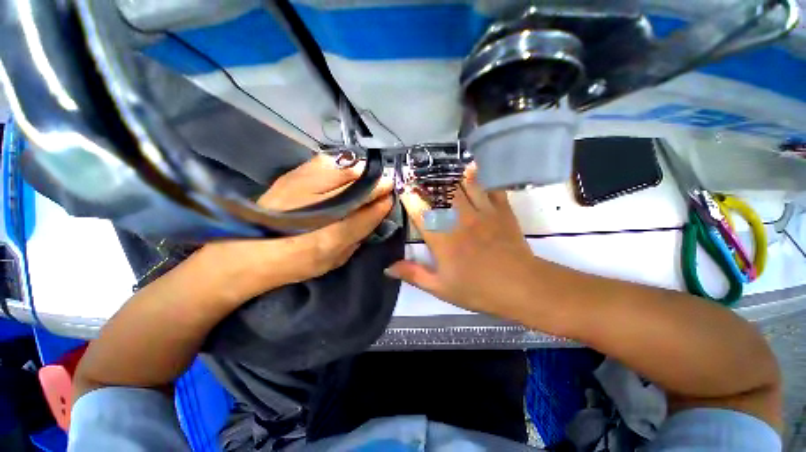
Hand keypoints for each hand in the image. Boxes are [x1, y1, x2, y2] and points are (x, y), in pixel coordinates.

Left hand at [196, 155, 392, 303]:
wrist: (244, 254)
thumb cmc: (294, 264)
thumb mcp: (333, 261)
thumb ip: (357, 239)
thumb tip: (374, 216)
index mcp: (330, 238)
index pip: (368, 214)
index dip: (383, 203)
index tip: (391, 198)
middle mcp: (319, 209)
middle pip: (358, 188)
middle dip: (377, 184)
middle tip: (386, 184)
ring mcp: (302, 187)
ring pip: (344, 171)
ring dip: (362, 173)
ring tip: (369, 177)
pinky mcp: (291, 176)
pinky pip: (325, 163)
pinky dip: (341, 165)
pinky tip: (347, 171)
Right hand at [385, 165, 536, 318]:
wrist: (521, 287)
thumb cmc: (477, 289)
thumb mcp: (441, 288)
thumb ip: (413, 274)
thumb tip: (388, 267)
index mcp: (442, 238)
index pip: (420, 211)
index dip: (409, 197)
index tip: (402, 188)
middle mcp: (459, 219)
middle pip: (441, 192)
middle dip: (427, 181)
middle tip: (418, 172)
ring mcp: (482, 212)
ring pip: (464, 185)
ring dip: (450, 174)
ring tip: (441, 166)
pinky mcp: (501, 210)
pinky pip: (489, 187)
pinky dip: (481, 177)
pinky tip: (473, 169)